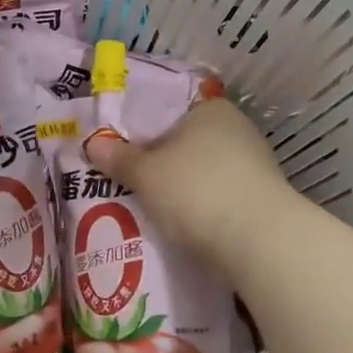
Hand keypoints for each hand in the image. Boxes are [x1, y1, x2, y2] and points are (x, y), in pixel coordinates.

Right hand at [85, 99, 303, 274]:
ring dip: (179, 187)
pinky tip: (179, 224)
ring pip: (202, 171)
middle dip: (159, 161)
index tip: (119, 148)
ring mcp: (253, 165)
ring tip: (146, 205)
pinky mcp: (260, 200)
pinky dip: (199, 207)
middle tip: (126, 178)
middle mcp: (236, 130)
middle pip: (185, 142)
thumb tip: (92, 143)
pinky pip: (217, 197)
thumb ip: (119, 157)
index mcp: (211, 110)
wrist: (260, 242)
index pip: (169, 110)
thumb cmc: (196, 190)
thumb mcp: (145, 173)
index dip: (141, 128)